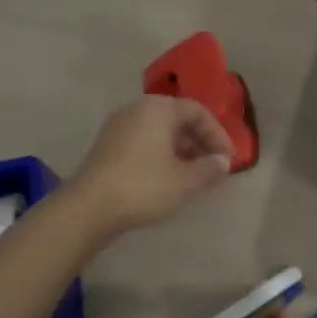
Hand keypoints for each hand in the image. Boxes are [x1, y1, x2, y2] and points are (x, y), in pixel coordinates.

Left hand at [68, 95, 232, 235]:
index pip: (197, 111)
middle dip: (199, 142)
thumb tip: (223, 162)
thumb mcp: (185, 181)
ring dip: (180, 150)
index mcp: (157, 108)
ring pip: (159, 132)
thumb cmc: (143, 187)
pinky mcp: (106, 146)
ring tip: (193, 175)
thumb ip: (210, 168)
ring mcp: (117, 127)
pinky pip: (142, 142)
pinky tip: (167, 179)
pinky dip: (160, 155)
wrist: (88, 208)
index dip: (217, 134)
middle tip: (213, 166)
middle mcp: (136, 109)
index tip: (227, 159)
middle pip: (176, 119)